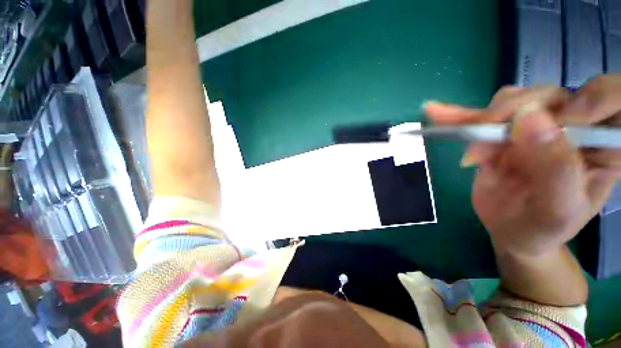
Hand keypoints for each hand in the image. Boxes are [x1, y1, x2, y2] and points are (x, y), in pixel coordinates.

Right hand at [425, 81, 620, 257]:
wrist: (511, 230)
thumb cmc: (541, 228)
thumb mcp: (557, 209)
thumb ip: (555, 167)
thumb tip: (529, 117)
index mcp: (601, 144)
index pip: (608, 99)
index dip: (585, 100)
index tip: (545, 126)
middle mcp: (572, 127)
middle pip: (546, 97)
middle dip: (510, 118)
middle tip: (483, 148)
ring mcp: (534, 127)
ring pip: (510, 101)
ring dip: (481, 123)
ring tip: (469, 152)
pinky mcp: (502, 133)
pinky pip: (481, 115)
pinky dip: (457, 115)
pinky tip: (436, 112)